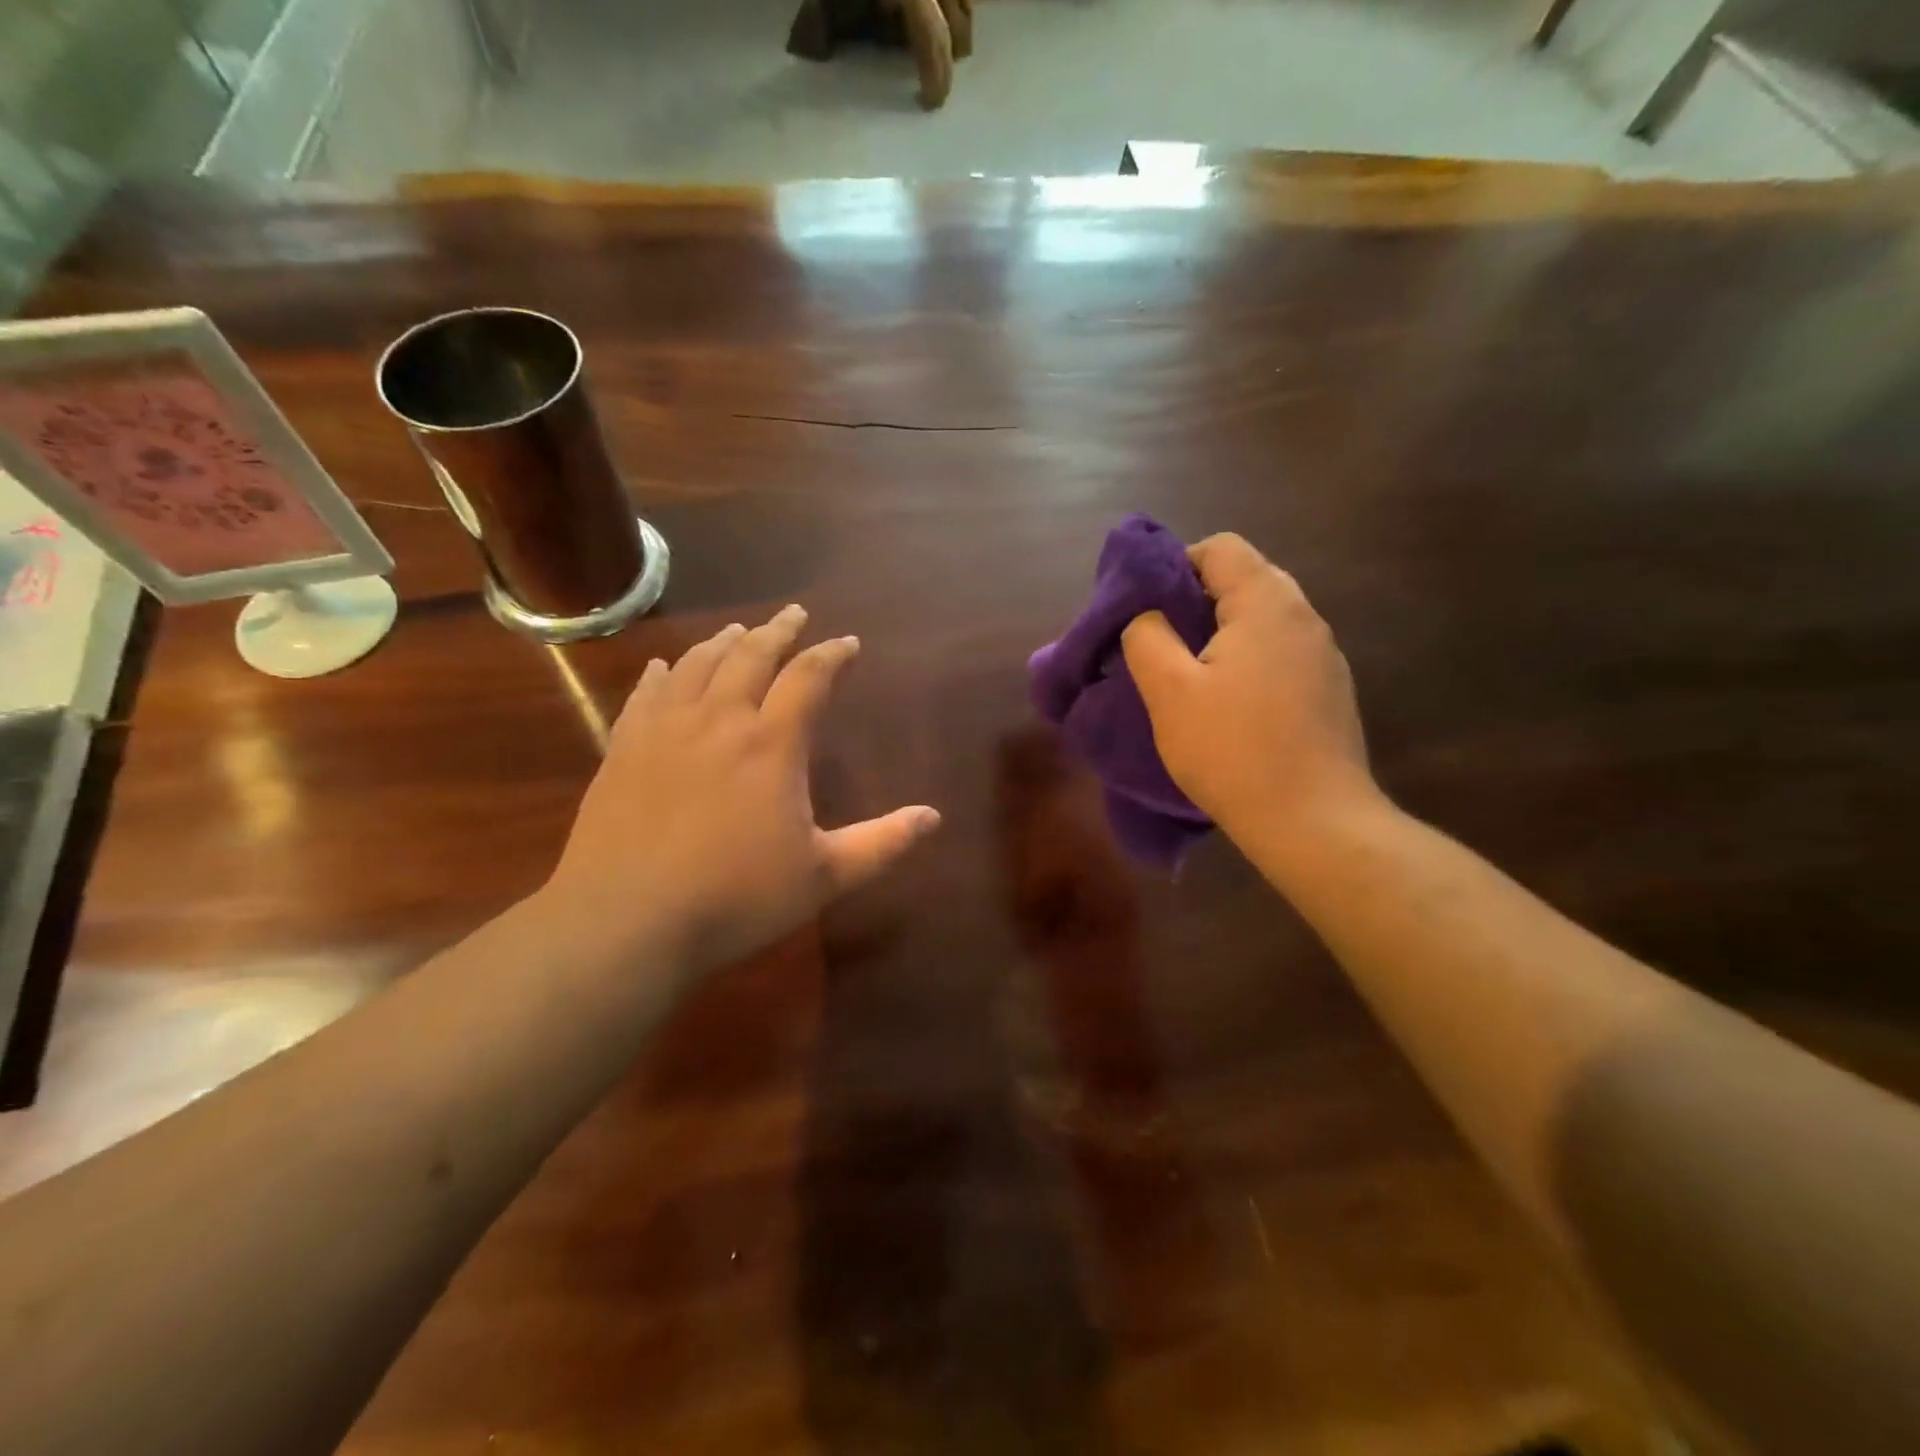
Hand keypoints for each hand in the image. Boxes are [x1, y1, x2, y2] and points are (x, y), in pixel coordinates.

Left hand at [545, 608, 940, 974]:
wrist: (627, 920)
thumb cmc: (735, 898)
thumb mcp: (824, 876)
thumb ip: (882, 843)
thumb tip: (933, 816)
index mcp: (771, 744)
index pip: (808, 677)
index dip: (831, 655)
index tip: (847, 643)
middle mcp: (719, 720)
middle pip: (751, 655)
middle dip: (778, 631)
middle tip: (794, 614)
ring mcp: (665, 730)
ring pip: (697, 665)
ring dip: (724, 642)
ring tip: (739, 630)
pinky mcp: (623, 749)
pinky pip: (645, 694)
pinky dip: (662, 673)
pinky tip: (664, 667)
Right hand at [1121, 534, 1380, 855]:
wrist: (1314, 822)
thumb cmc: (1233, 750)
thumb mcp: (1169, 692)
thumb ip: (1147, 638)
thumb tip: (1146, 617)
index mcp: (1267, 603)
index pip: (1220, 548)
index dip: (1175, 566)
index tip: (1147, 610)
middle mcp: (1304, 617)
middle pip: (1244, 580)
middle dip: (1195, 602)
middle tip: (1161, 643)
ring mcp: (1324, 655)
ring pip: (1262, 621)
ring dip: (1221, 635)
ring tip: (1190, 678)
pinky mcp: (1329, 691)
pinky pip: (1280, 654)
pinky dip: (1248, 663)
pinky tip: (1230, 707)